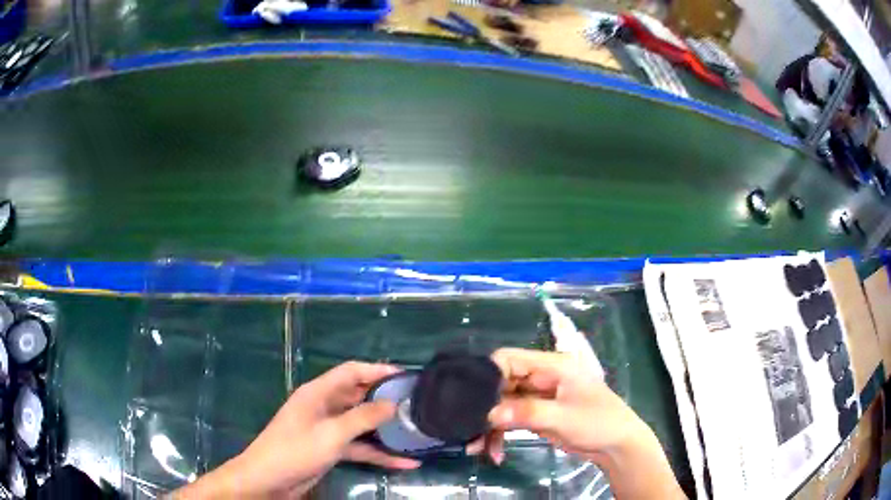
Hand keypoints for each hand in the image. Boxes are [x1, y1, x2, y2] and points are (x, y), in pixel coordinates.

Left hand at [175, 361, 419, 498]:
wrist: (269, 479)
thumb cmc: (296, 449)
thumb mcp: (331, 433)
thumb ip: (362, 417)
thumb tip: (392, 403)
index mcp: (319, 393)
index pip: (351, 372)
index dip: (377, 370)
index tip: (406, 376)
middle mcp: (324, 406)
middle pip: (359, 397)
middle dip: (386, 400)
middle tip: (416, 405)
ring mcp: (328, 429)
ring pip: (362, 424)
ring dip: (385, 429)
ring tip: (416, 431)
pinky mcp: (331, 448)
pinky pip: (360, 446)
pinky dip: (379, 453)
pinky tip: (404, 463)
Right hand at [477, 348, 684, 499]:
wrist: (616, 446)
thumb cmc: (598, 422)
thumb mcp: (563, 417)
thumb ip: (528, 413)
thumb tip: (490, 414)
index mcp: (552, 365)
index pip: (510, 359)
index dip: (489, 375)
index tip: (470, 398)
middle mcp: (542, 377)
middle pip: (502, 385)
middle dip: (485, 408)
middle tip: (469, 429)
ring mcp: (538, 397)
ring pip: (503, 406)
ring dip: (489, 426)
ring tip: (477, 448)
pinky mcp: (536, 415)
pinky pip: (510, 420)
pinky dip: (499, 435)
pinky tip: (494, 453)